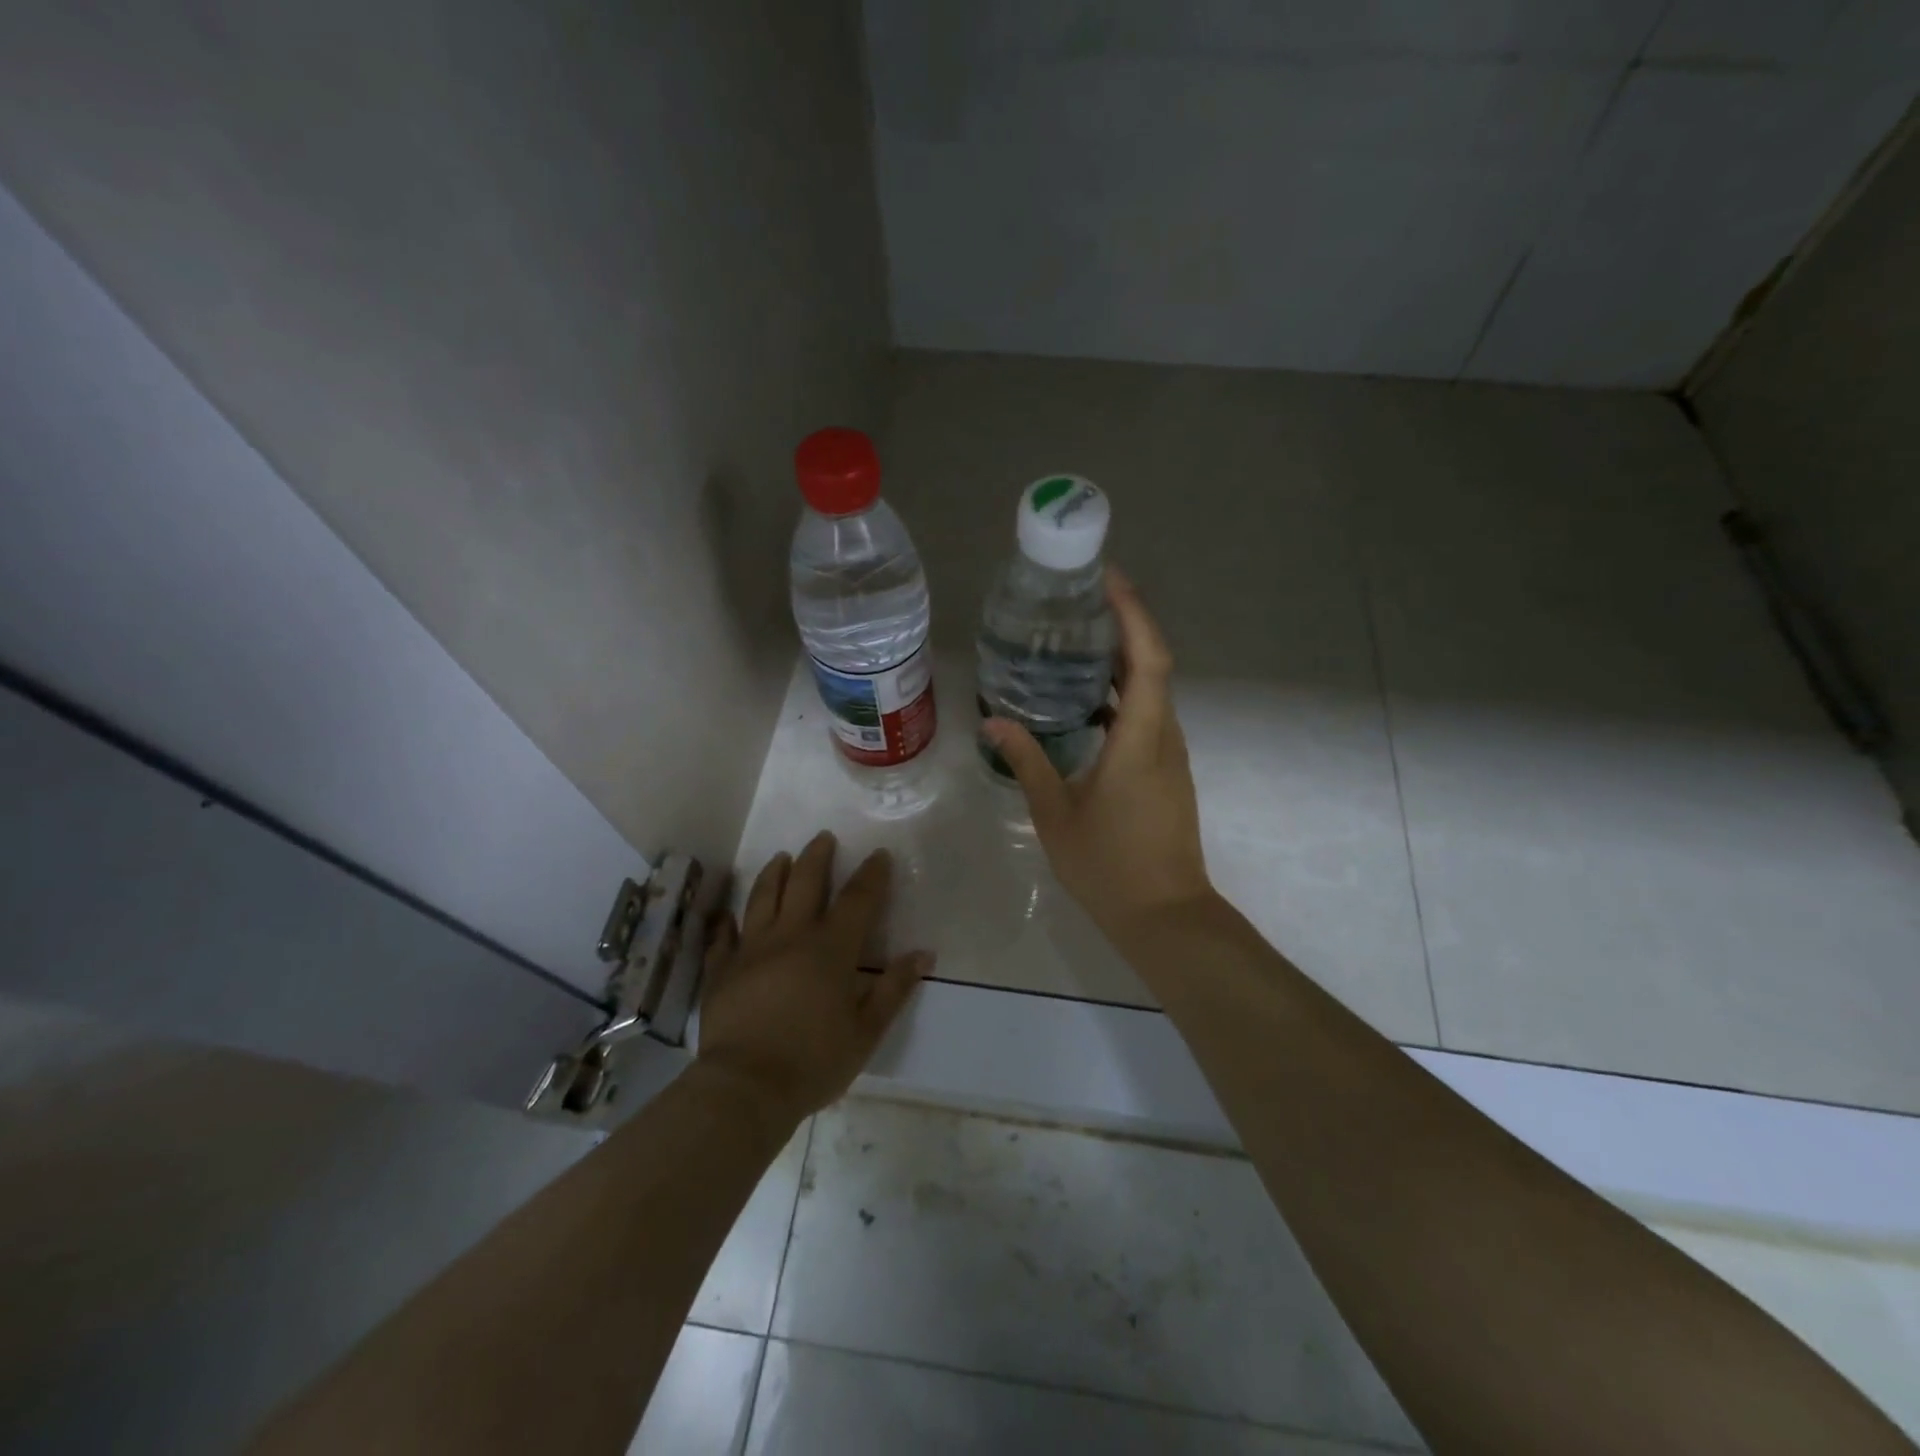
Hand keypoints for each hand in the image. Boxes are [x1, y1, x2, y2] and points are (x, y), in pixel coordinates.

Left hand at [697, 832, 929, 1125]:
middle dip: (817, 857)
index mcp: (831, 949)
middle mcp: (791, 937)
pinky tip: (727, 913)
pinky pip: (724, 936)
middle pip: (806, 883)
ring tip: (781, 857)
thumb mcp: (866, 1031)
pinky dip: (727, 921)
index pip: (858, 900)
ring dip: (775, 873)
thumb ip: (894, 989)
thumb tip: (923, 954)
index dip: (872, 875)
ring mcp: (751, 950)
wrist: (746, 1087)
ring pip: (763, 898)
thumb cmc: (814, 1061)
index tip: (879, 854)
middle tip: (824, 837)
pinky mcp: (722, 970)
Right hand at [983, 567, 1214, 949]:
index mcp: (1139, 740)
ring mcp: (1170, 756)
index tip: (1108, 580)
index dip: (1133, 614)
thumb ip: (1027, 762)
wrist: (1166, 916)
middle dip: (1124, 626)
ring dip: (1123, 661)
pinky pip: (1148, 717)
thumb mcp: (1055, 813)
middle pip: (1153, 666)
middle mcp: (1164, 737)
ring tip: (1077, 644)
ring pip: (1152, 692)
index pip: (1148, 659)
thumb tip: (994, 722)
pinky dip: (1123, 696)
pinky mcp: (1167, 773)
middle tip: (1080, 604)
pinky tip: (1086, 704)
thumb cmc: (1108, 865)